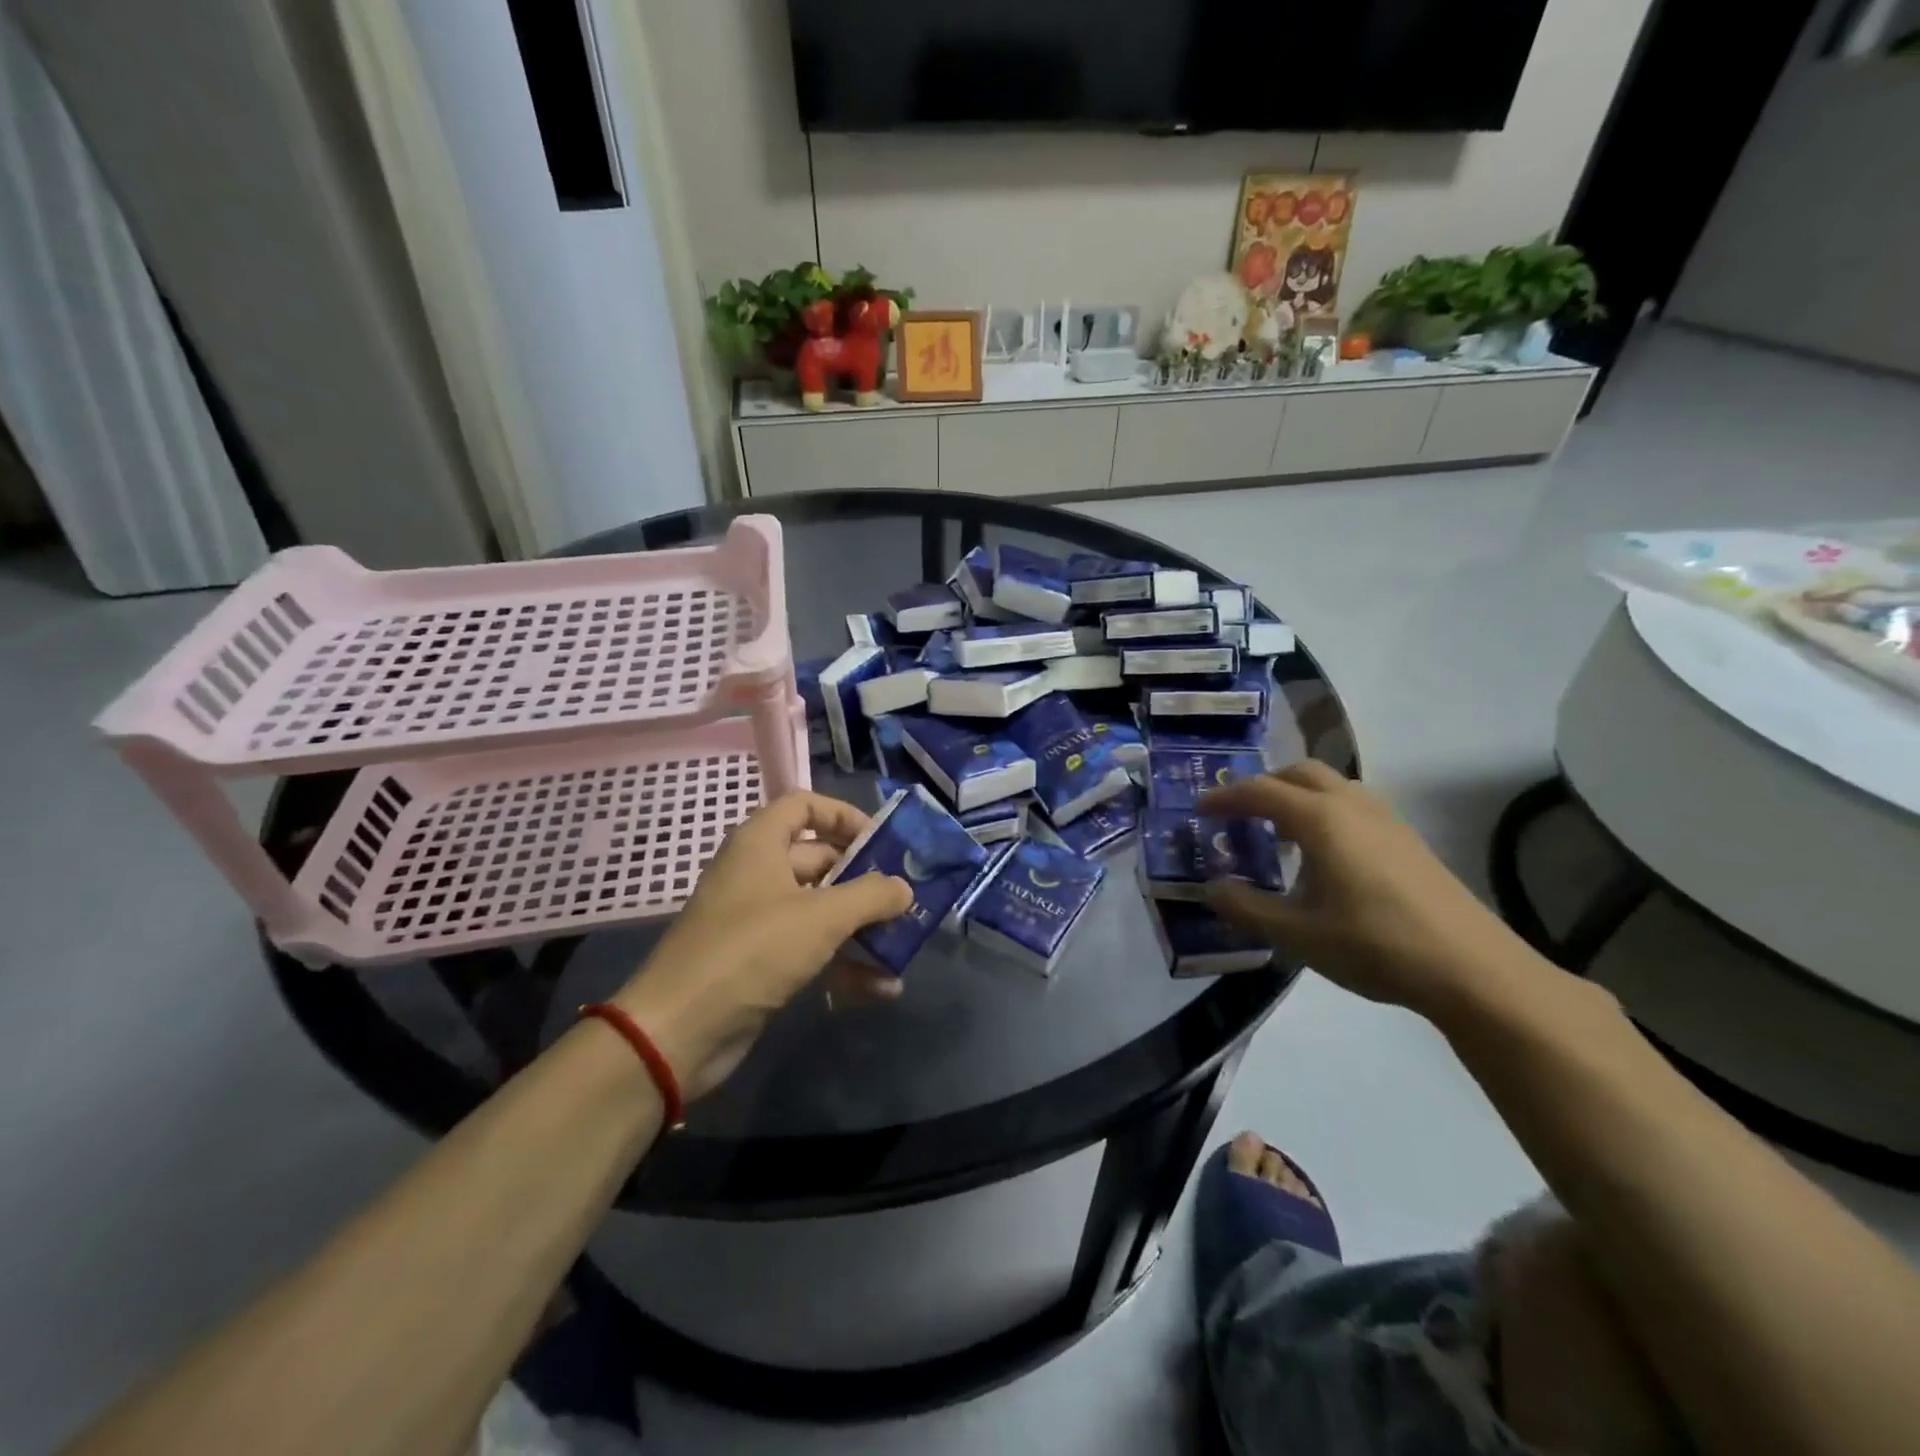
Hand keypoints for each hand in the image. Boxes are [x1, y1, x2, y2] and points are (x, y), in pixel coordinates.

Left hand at [613, 792, 911, 1099]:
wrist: (679, 1032)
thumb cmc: (751, 951)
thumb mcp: (821, 916)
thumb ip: (871, 896)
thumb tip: (904, 888)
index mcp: (760, 843)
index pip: (804, 807)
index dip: (844, 816)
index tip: (882, 841)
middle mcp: (758, 873)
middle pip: (821, 861)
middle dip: (866, 880)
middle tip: (907, 897)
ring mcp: (758, 921)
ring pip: (821, 910)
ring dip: (862, 927)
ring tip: (905, 943)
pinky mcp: (761, 963)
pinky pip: (812, 951)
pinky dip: (845, 964)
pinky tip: (883, 988)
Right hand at [1198, 761, 1529, 1017]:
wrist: (1473, 969)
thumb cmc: (1375, 945)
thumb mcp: (1297, 934)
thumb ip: (1246, 908)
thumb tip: (1211, 888)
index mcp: (1322, 820)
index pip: (1261, 792)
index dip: (1226, 797)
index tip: (1199, 809)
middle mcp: (1353, 806)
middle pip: (1299, 773)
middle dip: (1263, 785)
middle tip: (1239, 813)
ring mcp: (1387, 820)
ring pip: (1331, 786)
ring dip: (1297, 795)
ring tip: (1278, 832)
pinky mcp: (1408, 840)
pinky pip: (1353, 805)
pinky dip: (1324, 811)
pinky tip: (1323, 855)